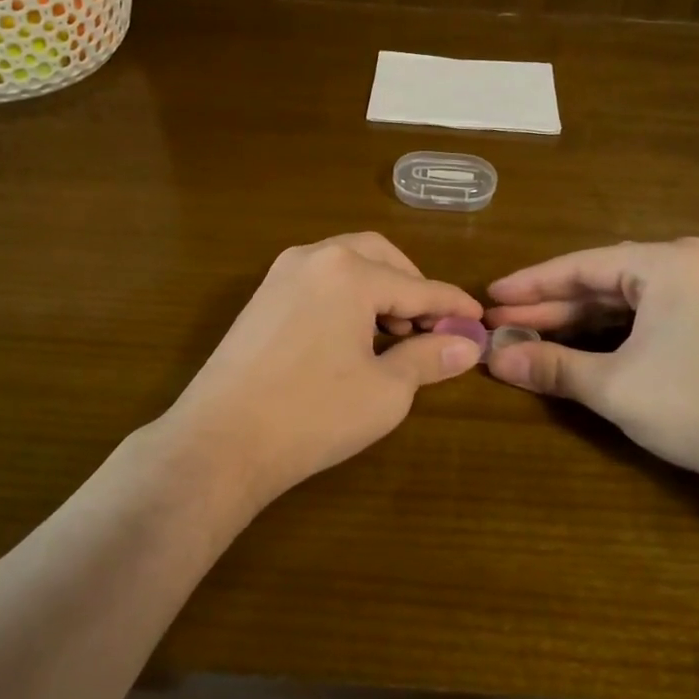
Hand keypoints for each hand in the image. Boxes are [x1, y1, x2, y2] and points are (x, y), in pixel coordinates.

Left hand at [160, 232, 483, 510]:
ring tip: (394, 338)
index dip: (452, 305)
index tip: (478, 320)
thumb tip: (467, 344)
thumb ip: (429, 358)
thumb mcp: (385, 391)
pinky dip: (346, 297)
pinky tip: (353, 337)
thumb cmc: (312, 415)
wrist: (220, 442)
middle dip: (412, 287)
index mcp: (349, 272)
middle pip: (380, 257)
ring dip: (378, 291)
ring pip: (346, 265)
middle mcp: (313, 257)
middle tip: (431, 327)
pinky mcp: (261, 298)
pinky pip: (318, 281)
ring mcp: (280, 275)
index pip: (417, 286)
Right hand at [484, 238, 698, 492]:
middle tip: (500, 321)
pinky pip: (649, 316)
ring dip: (578, 321)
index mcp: (667, 262)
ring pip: (625, 301)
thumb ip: (551, 366)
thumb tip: (494, 359)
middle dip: (550, 306)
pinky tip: (578, 346)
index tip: (489, 297)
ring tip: (529, 334)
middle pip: (602, 281)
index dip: (529, 284)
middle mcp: (689, 264)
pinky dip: (611, 333)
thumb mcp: (614, 386)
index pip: (581, 266)